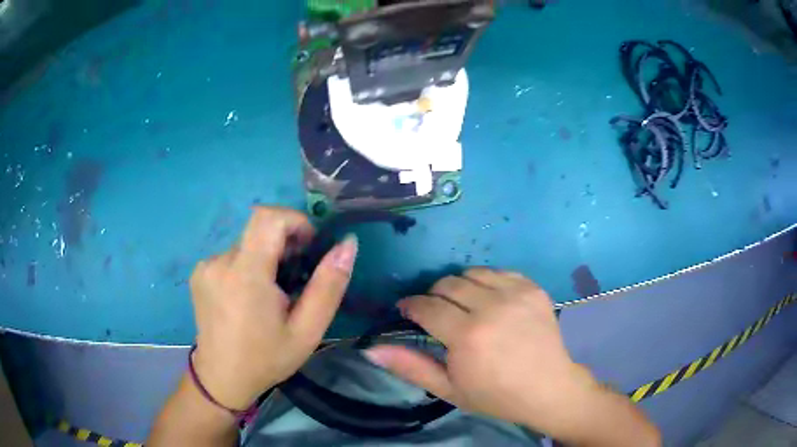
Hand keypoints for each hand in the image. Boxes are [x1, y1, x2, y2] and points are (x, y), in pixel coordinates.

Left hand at [189, 207, 357, 410]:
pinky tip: (249, 296)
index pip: (269, 217)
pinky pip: (231, 255)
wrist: (222, 378)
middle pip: (258, 228)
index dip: (294, 221)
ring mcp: (206, 266)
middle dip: (284, 243)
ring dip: (265, 257)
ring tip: (272, 294)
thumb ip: (329, 286)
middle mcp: (220, 262)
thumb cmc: (267, 359)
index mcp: (246, 275)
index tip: (309, 246)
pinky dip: (248, 265)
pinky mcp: (199, 272)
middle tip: (296, 277)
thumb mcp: (307, 331)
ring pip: (247, 243)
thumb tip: (348, 243)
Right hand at [364, 268, 659, 445]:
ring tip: (462, 305)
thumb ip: (410, 366)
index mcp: (467, 336)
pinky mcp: (532, 288)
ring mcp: (516, 294)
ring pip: (471, 273)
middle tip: (436, 313)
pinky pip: (498, 271)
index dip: (410, 306)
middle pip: (447, 284)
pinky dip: (486, 282)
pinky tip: (489, 301)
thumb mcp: (448, 389)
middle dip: (433, 295)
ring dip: (459, 286)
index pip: (426, 307)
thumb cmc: (495, 395)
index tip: (406, 310)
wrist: (547, 388)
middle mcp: (491, 307)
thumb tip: (371, 348)